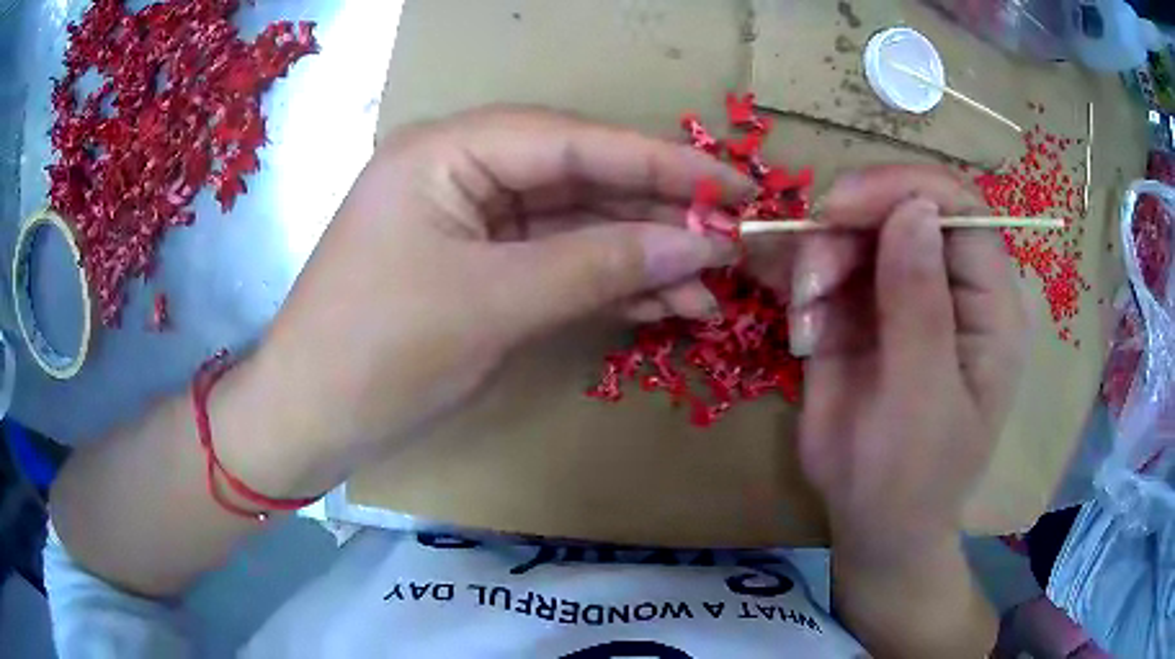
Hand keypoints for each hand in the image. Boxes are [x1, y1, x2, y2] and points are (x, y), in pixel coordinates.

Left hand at [236, 107, 751, 492]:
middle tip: (734, 241)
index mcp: (449, 151)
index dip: (663, 163)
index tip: (735, 186)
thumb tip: (700, 242)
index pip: (576, 141)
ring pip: (576, 227)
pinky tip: (666, 303)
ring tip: (712, 288)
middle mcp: (463, 172)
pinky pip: (556, 264)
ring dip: (643, 256)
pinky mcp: (479, 269)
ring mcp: (472, 223)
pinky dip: (608, 283)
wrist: (309, 421)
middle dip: (660, 214)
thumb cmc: (377, 353)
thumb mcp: (492, 304)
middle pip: (582, 181)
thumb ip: (599, 263)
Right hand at [790, 165, 1030, 562]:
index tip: (841, 208)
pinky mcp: (868, 312)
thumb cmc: (912, 477)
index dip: (904, 189)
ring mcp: (908, 296)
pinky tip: (805, 328)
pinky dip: (810, 283)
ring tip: (807, 315)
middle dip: (852, 225)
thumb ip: (920, 307)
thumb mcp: (921, 400)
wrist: (873, 523)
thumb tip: (915, 209)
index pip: (960, 208)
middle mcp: (953, 287)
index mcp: (991, 306)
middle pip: (905, 207)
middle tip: (812, 276)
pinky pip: (834, 266)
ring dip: (823, 257)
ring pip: (862, 231)